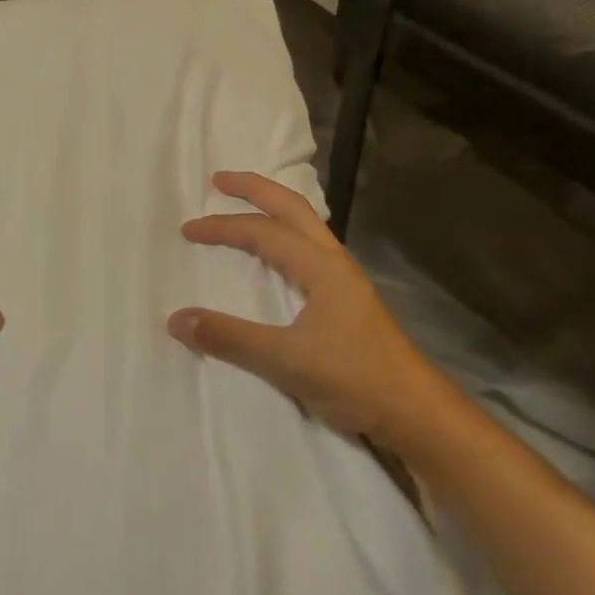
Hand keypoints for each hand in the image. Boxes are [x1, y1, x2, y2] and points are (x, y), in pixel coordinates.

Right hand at [167, 171, 449, 446]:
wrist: (418, 414)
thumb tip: (176, 319)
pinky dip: (285, 238)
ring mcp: (345, 281)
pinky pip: (310, 251)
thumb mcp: (286, 361)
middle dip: (255, 189)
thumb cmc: (356, 379)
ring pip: (306, 227)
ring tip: (244, 208)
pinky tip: (276, 257)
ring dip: (273, 211)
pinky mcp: (348, 301)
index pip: (264, 232)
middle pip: (293, 209)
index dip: (223, 227)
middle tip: (220, 180)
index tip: (187, 231)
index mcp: (322, 267)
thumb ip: (230, 338)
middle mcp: (335, 263)